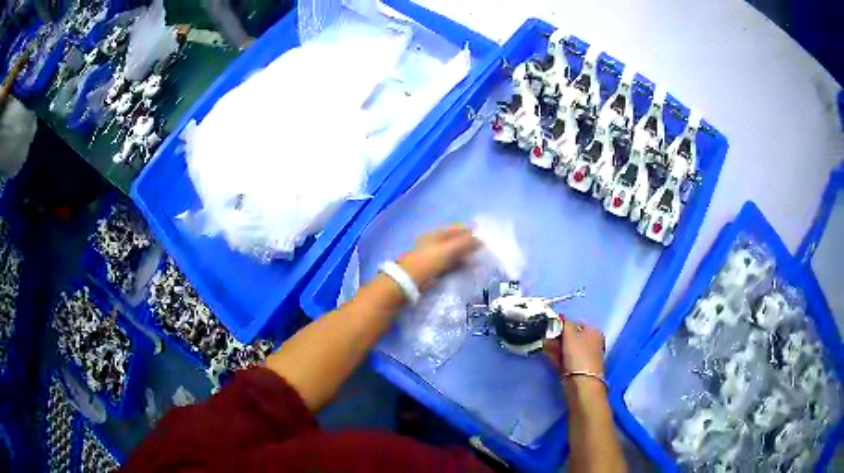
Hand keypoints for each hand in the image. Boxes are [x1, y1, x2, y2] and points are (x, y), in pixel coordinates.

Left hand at [396, 224, 480, 290]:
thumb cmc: (428, 261)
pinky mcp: (433, 269)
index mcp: (435, 234)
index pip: (456, 228)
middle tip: (483, 250)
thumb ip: (465, 243)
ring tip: (478, 260)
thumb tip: (481, 239)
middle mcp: (434, 242)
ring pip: (453, 253)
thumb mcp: (448, 250)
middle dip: (468, 244)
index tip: (484, 237)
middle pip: (455, 241)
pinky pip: (449, 264)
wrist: (409, 281)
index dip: (469, 231)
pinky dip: (458, 264)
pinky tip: (467, 268)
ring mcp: (433, 256)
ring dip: (464, 255)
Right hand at [543, 319, 605, 385]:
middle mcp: (590, 343)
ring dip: (553, 346)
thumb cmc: (578, 354)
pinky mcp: (575, 367)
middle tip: (544, 336)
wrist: (581, 382)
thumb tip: (559, 317)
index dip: (562, 324)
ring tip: (542, 344)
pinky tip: (545, 352)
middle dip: (556, 336)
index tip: (550, 326)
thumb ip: (564, 323)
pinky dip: (555, 355)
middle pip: (570, 336)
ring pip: (565, 347)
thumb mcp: (570, 334)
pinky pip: (563, 357)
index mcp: (594, 331)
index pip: (576, 323)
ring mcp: (582, 356)